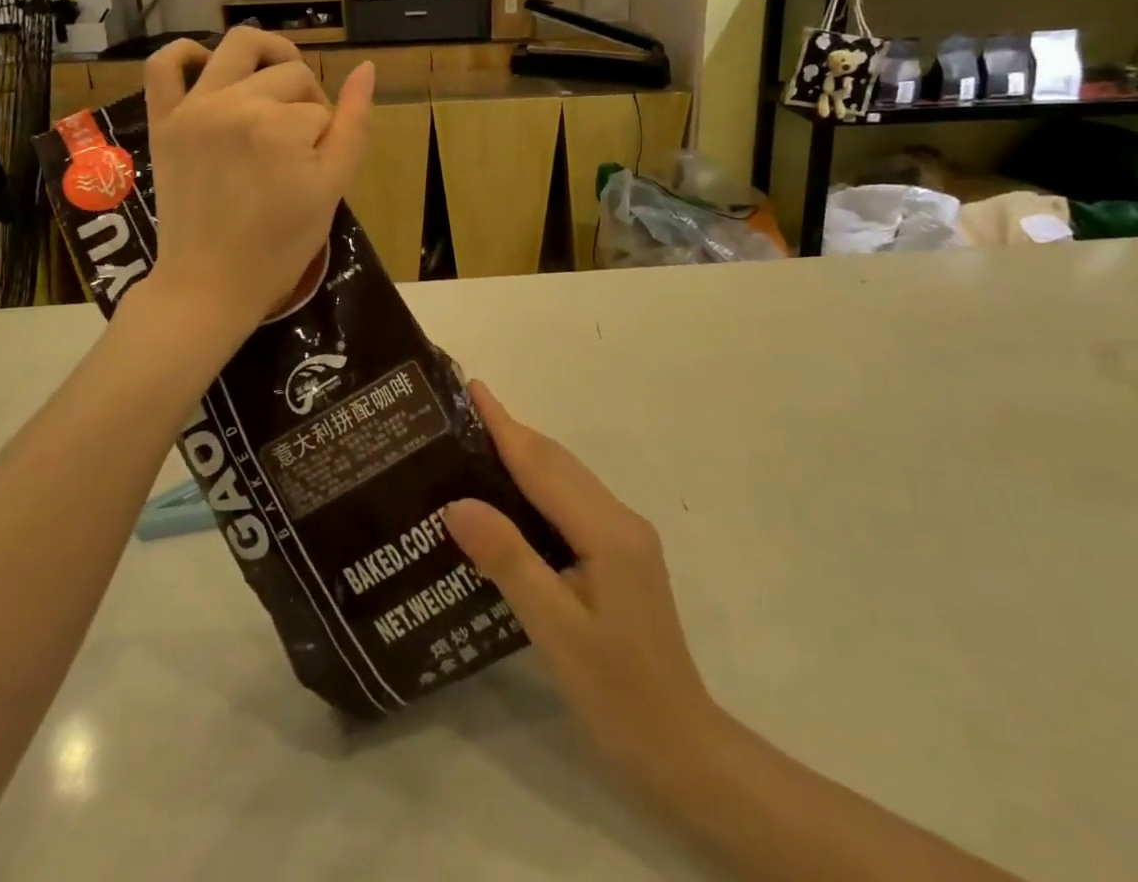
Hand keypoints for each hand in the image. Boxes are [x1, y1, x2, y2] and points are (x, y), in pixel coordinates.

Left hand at [142, 28, 373, 333]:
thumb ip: (354, 126)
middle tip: (301, 144)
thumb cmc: (280, 245)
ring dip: (268, 55)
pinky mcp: (164, 120)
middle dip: (306, 101)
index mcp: (281, 126)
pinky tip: (210, 68)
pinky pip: (165, 63)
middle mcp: (235, 104)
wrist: (210, 283)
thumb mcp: (332, 189)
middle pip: (290, 74)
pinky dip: (186, 52)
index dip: (328, 136)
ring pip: (239, 47)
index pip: (322, 108)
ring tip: (276, 86)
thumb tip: (366, 70)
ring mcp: (194, 108)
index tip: (317, 168)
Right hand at [444, 383, 715, 792]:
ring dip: (526, 455)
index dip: (505, 425)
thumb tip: (457, 502)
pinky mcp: (622, 556)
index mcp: (607, 530)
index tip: (474, 388)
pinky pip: (574, 502)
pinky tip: (514, 496)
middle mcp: (620, 519)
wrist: (681, 749)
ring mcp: (626, 537)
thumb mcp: (554, 629)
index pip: (543, 465)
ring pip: (568, 480)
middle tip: (464, 412)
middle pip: (558, 463)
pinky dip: (540, 485)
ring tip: (479, 442)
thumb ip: (508, 559)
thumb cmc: (616, 694)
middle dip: (513, 432)